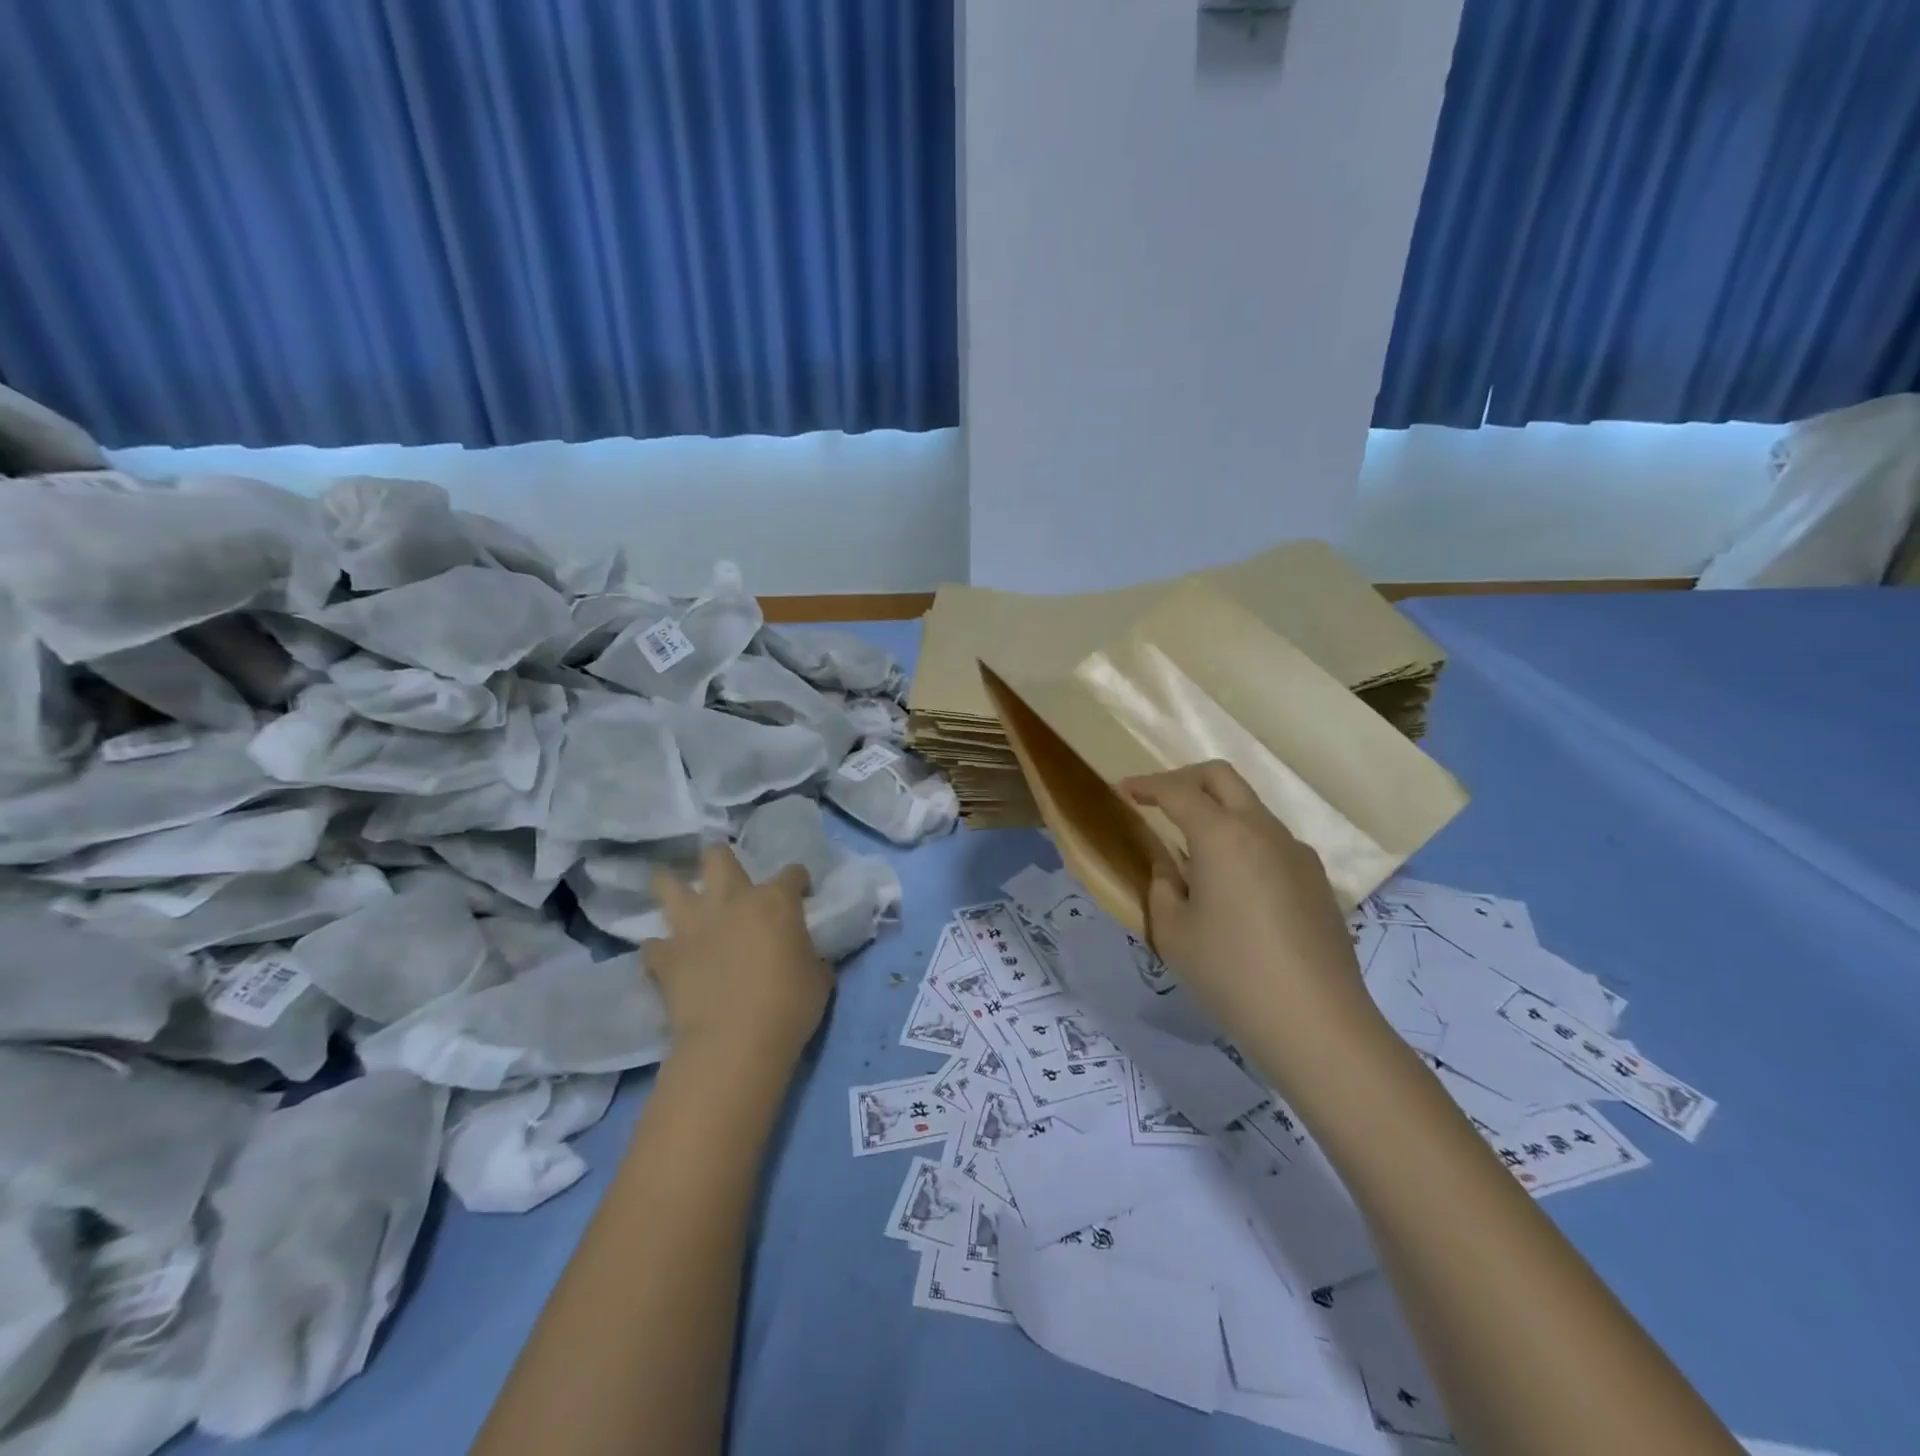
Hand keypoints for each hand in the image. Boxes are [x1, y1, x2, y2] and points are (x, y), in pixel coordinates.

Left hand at [644, 845, 832, 1064]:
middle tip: (730, 880)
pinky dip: (661, 949)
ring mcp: (692, 926)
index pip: (792, 873)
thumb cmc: (788, 1006)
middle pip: (718, 857)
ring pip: (668, 884)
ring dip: (673, 887)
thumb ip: (809, 953)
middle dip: (722, 860)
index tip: (802, 895)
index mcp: (775, 901)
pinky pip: (653, 944)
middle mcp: (730, 900)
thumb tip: (802, 953)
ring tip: (681, 898)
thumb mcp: (818, 976)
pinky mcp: (665, 957)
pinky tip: (668, 958)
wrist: (735, 1043)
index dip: (799, 881)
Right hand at [1121, 761, 1375, 1060]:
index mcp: (1222, 835)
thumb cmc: (1230, 973)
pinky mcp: (1317, 881)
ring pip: (1251, 809)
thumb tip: (1172, 871)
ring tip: (1194, 853)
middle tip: (1158, 800)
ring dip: (1218, 812)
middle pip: (1222, 778)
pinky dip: (1244, 843)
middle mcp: (1263, 830)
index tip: (1123, 790)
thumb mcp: (1173, 932)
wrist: (1316, 1023)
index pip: (1177, 791)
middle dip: (1185, 778)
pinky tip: (1234, 887)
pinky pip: (1272, 842)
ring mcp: (1297, 853)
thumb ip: (1163, 888)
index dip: (1146, 786)